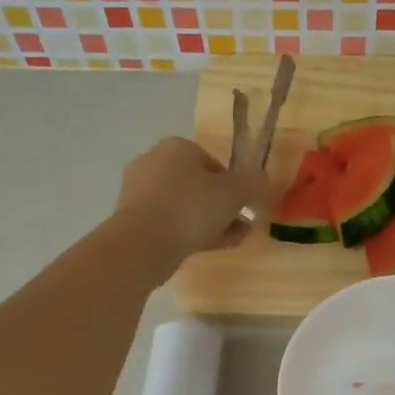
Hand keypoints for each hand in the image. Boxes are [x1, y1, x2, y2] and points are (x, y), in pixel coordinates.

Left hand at [114, 137, 273, 260]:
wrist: (142, 244)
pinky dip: (189, 232)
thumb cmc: (191, 208)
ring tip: (232, 240)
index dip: (234, 184)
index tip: (245, 204)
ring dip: (210, 221)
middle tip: (241, 224)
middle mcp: (153, 163)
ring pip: (184, 206)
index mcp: (176, 147)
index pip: (213, 162)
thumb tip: (262, 178)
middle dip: (222, 205)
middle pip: (198, 185)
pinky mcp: (132, 220)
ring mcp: (139, 193)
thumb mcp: (234, 192)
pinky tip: (209, 247)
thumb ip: (253, 182)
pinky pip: (169, 223)